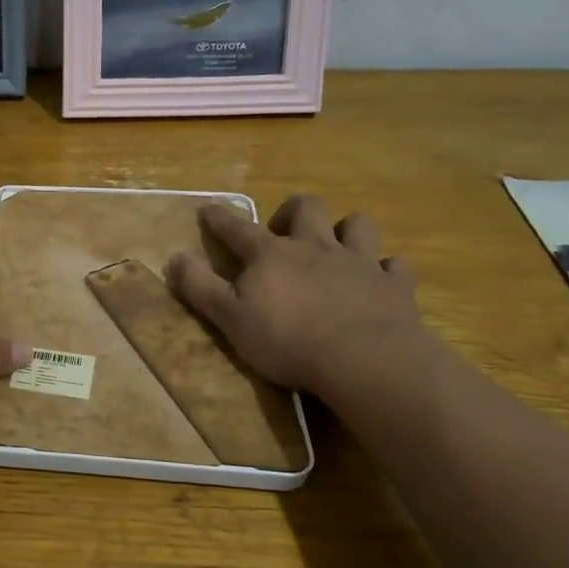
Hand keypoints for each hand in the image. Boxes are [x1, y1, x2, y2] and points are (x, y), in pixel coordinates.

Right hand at [165, 196, 426, 397]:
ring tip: (336, 247)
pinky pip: (395, 266)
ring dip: (346, 230)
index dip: (219, 218)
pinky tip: (380, 280)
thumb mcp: (229, 317)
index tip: (208, 209)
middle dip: (292, 211)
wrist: (363, 359)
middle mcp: (315, 247)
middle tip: (283, 231)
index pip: (237, 228)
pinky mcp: (393, 286)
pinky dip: (386, 270)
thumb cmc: (287, 339)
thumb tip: (174, 258)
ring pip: (358, 225)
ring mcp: (359, 263)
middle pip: (306, 208)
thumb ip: (199, 287)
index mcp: (271, 255)